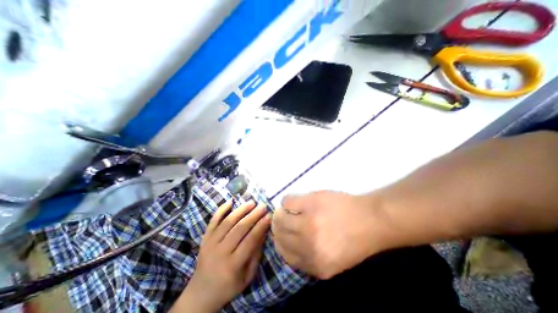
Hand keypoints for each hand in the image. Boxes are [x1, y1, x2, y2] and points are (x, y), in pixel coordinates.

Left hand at [172, 199, 272, 310]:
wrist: (200, 293)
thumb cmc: (228, 286)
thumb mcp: (247, 277)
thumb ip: (256, 255)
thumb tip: (264, 232)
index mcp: (232, 265)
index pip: (250, 240)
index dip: (260, 227)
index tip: (269, 216)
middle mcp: (220, 252)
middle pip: (239, 229)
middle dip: (253, 215)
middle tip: (263, 206)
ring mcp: (210, 243)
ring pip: (227, 222)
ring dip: (240, 210)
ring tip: (251, 202)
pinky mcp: (204, 238)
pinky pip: (213, 221)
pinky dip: (221, 210)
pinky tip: (230, 201)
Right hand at [273, 191, 388, 277]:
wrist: (371, 219)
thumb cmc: (355, 239)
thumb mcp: (334, 262)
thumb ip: (310, 259)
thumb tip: (289, 246)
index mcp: (316, 265)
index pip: (285, 254)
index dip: (280, 242)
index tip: (281, 234)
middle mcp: (308, 246)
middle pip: (279, 235)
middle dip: (277, 226)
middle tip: (281, 219)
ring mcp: (308, 223)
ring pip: (280, 218)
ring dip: (280, 213)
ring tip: (286, 209)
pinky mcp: (310, 203)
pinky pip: (287, 201)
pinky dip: (287, 201)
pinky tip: (294, 201)